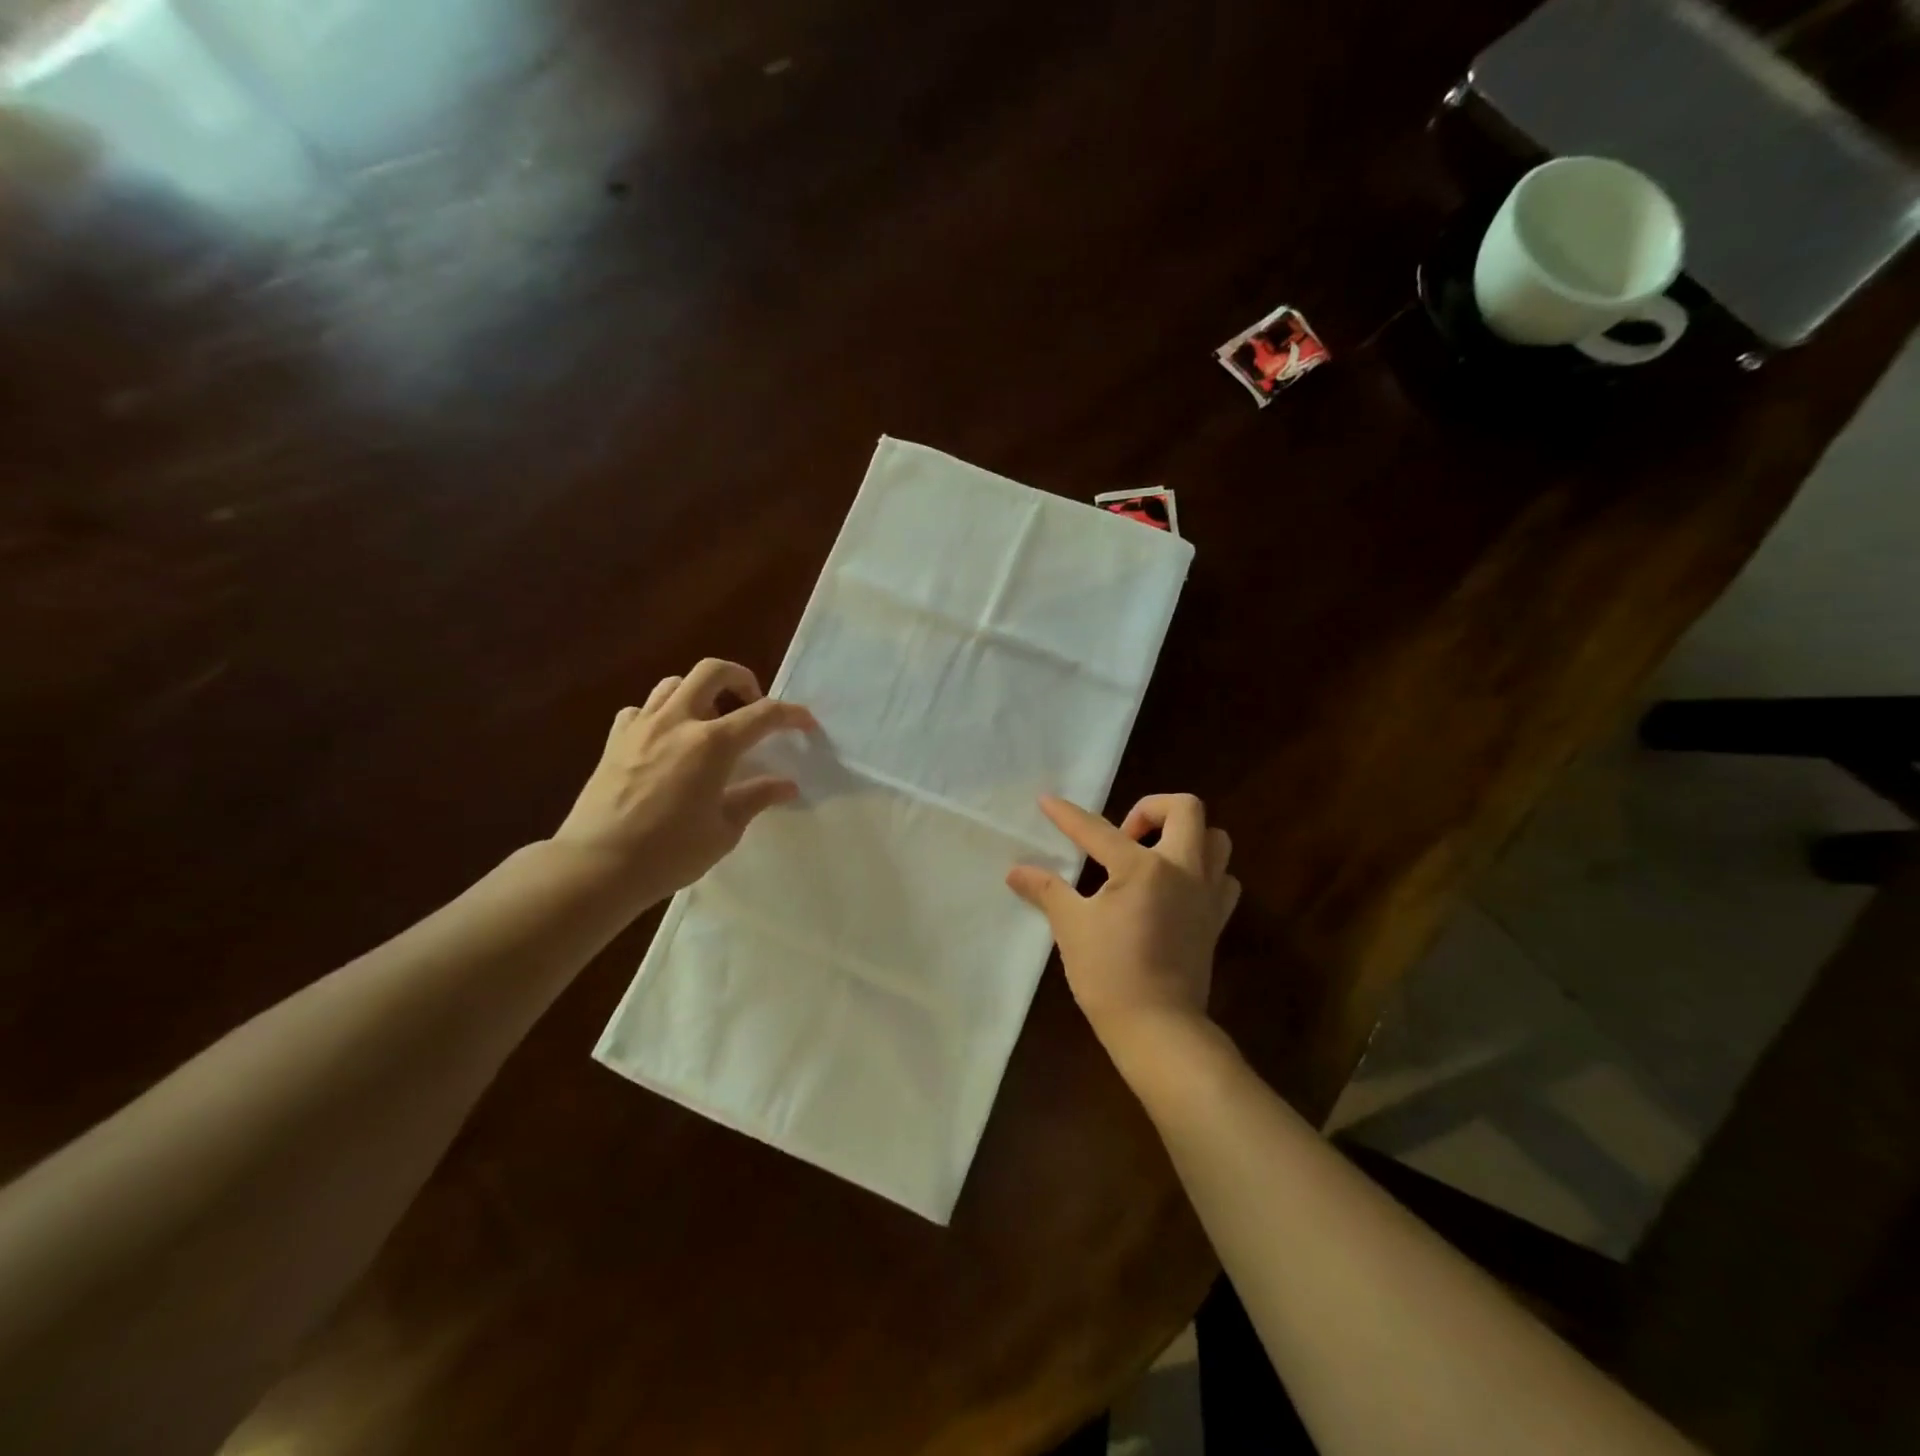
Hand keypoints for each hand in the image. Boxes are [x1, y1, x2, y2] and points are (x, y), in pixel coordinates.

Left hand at [553, 659, 815, 908]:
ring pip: (674, 683)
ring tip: (710, 721)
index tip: (806, 723)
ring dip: (700, 693)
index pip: (763, 713)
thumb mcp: (724, 830)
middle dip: (741, 679)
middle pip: (712, 671)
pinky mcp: (615, 740)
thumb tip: (787, 785)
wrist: (597, 866)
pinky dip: (661, 714)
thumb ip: (756, 797)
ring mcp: (641, 727)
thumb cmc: (669, 853)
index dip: (791, 714)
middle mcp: (677, 721)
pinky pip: (642, 709)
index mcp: (712, 744)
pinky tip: (667, 740)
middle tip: (752, 705)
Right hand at [1006, 793, 1239, 1048]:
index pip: (1097, 830)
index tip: (1047, 801)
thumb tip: (1016, 871)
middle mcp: (1182, 870)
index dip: (1067, 815)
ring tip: (1153, 855)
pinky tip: (1177, 888)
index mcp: (1142, 867)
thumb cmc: (1109, 974)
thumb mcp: (1071, 927)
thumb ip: (1046, 890)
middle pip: (1185, 809)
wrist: (1158, 1028)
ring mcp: (1206, 894)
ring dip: (1186, 835)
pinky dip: (1205, 872)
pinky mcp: (1216, 920)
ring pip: (1215, 839)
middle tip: (1123, 834)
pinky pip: (1223, 879)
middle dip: (1152, 808)